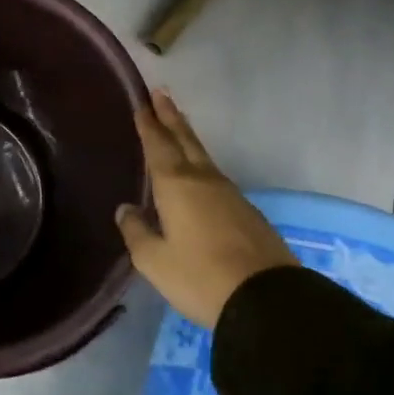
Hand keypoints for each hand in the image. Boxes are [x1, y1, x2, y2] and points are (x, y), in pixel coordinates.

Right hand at [116, 90, 295, 329]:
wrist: (267, 300)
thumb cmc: (200, 277)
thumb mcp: (154, 261)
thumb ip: (136, 232)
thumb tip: (126, 209)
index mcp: (176, 185)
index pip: (158, 145)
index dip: (149, 124)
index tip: (143, 102)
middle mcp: (204, 180)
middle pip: (185, 140)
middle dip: (171, 117)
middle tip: (162, 94)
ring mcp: (230, 195)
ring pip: (203, 157)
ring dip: (187, 139)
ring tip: (177, 128)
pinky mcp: (247, 212)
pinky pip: (216, 178)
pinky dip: (201, 166)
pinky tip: (198, 176)